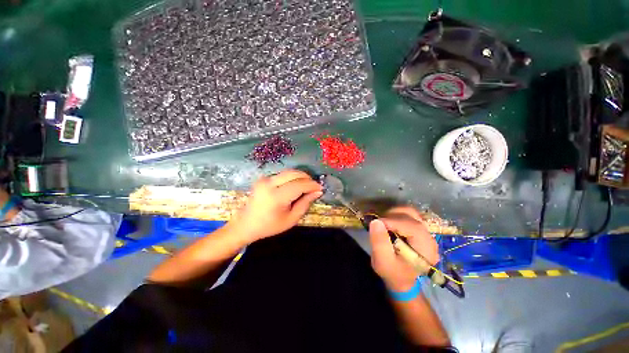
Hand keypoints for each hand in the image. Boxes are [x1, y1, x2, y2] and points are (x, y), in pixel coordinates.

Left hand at [229, 169, 322, 242]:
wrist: (246, 225)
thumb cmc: (270, 226)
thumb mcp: (291, 219)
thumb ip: (305, 203)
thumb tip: (317, 192)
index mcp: (276, 197)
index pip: (299, 185)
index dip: (312, 185)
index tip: (320, 188)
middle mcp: (269, 184)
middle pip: (294, 173)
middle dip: (307, 178)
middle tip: (314, 186)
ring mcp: (264, 179)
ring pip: (289, 172)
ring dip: (300, 177)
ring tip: (306, 186)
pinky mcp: (263, 178)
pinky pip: (282, 174)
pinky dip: (292, 178)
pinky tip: (295, 186)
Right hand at [369, 206, 439, 291]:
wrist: (401, 279)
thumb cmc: (392, 272)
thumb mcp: (382, 261)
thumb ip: (379, 242)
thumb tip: (375, 221)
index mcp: (425, 247)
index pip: (410, 225)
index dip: (391, 221)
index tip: (375, 224)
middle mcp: (429, 237)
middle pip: (410, 215)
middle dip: (391, 216)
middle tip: (378, 225)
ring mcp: (426, 232)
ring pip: (409, 212)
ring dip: (393, 214)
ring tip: (384, 224)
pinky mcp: (419, 229)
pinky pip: (408, 215)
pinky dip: (396, 215)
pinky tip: (389, 224)